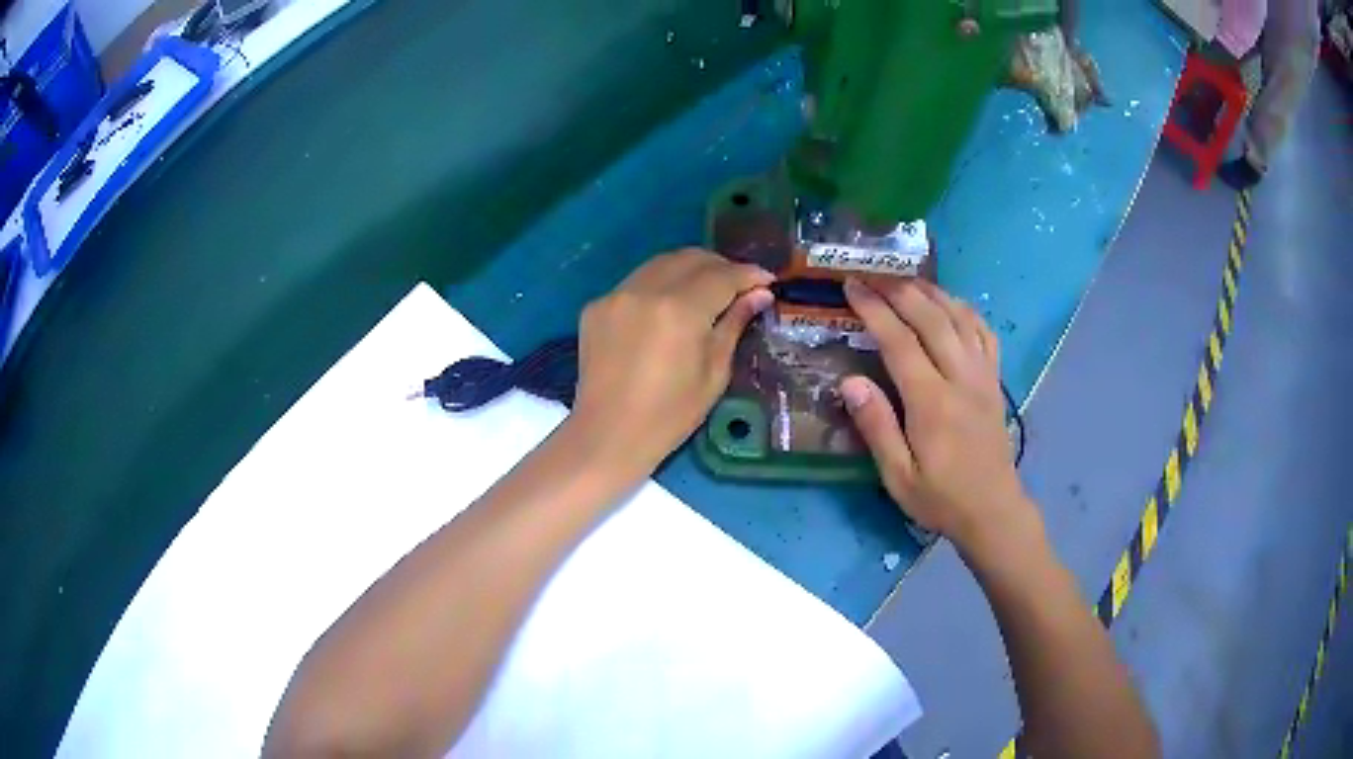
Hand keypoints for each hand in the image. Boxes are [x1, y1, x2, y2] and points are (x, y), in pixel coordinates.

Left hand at [571, 249, 773, 473]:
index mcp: (680, 310)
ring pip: (661, 263)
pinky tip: (667, 310)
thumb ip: (734, 324)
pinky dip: (659, 286)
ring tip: (706, 292)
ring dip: (689, 270)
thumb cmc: (670, 415)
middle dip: (720, 266)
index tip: (768, 280)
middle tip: (739, 286)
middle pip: (691, 258)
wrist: (608, 435)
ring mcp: (616, 295)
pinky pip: (636, 282)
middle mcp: (645, 290)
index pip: (722, 276)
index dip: (749, 275)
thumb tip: (759, 294)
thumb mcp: (714, 373)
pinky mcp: (596, 306)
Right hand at [839, 277, 1037, 555]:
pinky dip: (965, 310)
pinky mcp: (995, 381)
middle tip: (872, 273)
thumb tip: (850, 381)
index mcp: (932, 402)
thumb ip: (876, 427)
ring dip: (931, 292)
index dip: (874, 309)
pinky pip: (984, 333)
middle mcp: (960, 378)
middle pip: (931, 317)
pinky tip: (950, 304)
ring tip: (905, 279)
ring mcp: (983, 376)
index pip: (899, 341)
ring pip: (959, 317)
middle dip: (899, 289)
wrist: (992, 511)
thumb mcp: (898, 476)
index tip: (852, 286)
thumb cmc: (940, 498)